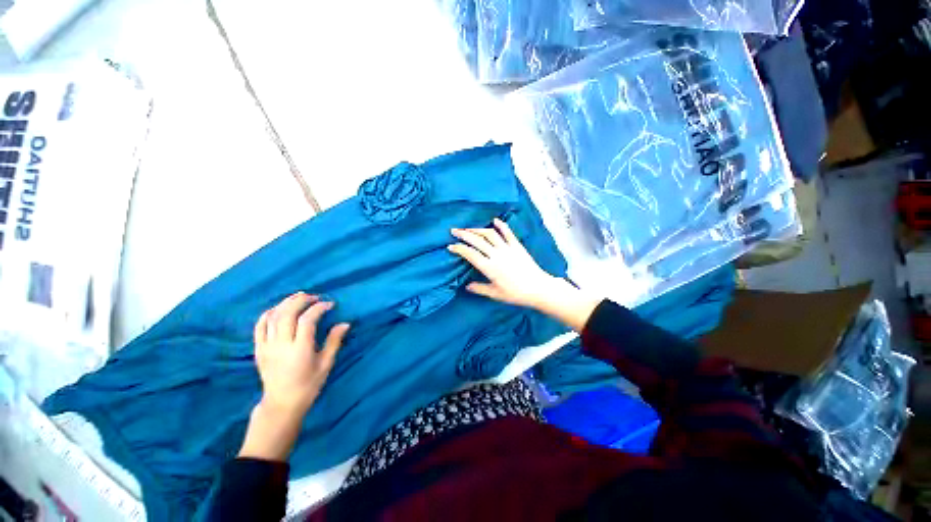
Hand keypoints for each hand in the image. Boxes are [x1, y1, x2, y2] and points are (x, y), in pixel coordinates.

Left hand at [239, 293, 349, 460]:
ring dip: (286, 303)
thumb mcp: (326, 364)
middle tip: (314, 296)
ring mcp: (267, 347)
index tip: (330, 304)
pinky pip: (259, 327)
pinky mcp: (258, 349)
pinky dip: (268, 314)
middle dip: (301, 300)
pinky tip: (278, 309)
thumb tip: (345, 323)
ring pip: (272, 317)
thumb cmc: (308, 385)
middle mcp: (281, 345)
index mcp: (300, 350)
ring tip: (298, 297)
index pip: (307, 320)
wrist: (281, 404)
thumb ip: (334, 342)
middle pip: (287, 314)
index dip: (319, 308)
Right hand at [448, 218, 560, 308]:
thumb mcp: (495, 294)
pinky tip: (494, 220)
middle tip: (454, 231)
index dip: (459, 249)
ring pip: (490, 234)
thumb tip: (466, 286)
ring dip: (477, 229)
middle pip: (477, 241)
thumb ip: (479, 288)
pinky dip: (501, 225)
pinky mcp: (517, 246)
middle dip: (464, 234)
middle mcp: (496, 255)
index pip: (470, 254)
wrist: (538, 289)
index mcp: (489, 267)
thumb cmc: (516, 294)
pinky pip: (508, 233)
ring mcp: (507, 248)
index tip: (450, 246)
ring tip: (469, 228)